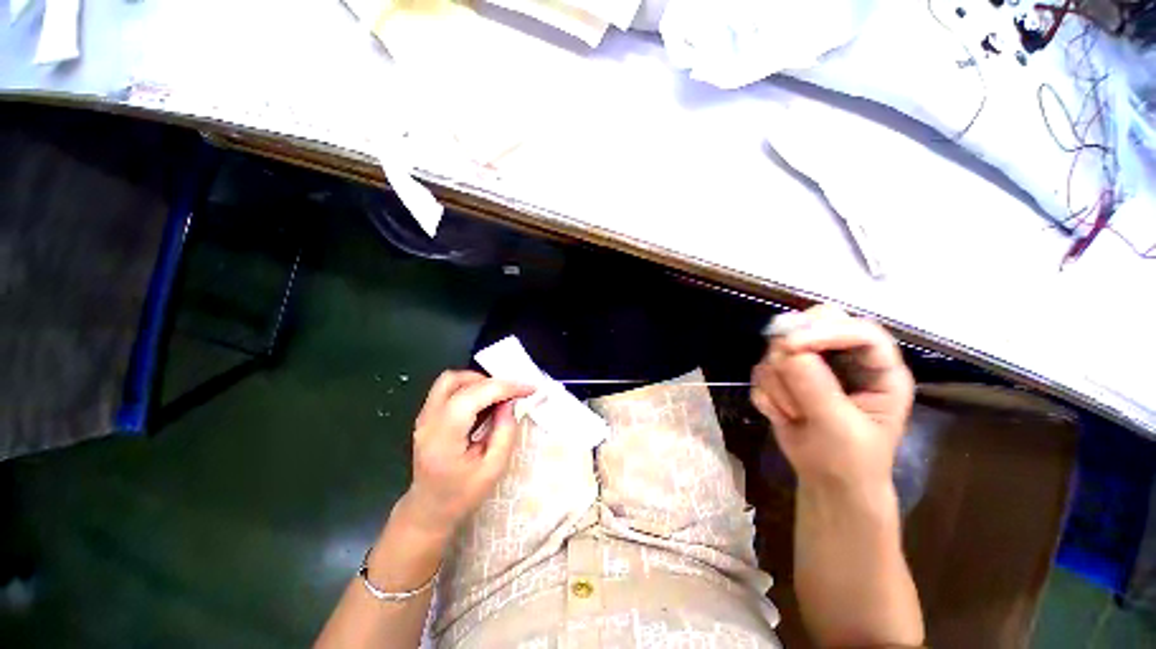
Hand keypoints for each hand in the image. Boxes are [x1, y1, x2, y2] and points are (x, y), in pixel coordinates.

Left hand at [401, 370, 534, 537]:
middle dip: (492, 382)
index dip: (504, 387)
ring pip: (450, 380)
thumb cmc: (462, 495)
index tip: (529, 388)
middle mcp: (428, 421)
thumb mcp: (493, 469)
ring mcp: (424, 417)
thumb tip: (510, 403)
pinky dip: (470, 387)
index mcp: (443, 438)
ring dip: (479, 381)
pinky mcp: (427, 416)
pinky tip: (485, 401)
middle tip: (514, 393)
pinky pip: (448, 389)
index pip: (473, 397)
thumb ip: (504, 432)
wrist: (428, 511)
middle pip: (458, 382)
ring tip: (500, 396)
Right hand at [751, 306, 913, 489]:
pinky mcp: (784, 378)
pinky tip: (782, 416)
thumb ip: (817, 388)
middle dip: (791, 349)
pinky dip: (766, 395)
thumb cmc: (851, 461)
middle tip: (782, 370)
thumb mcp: (842, 428)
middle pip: (813, 324)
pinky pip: (761, 372)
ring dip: (779, 385)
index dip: (825, 330)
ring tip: (796, 415)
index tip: (791, 346)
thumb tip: (787, 351)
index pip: (857, 330)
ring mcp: (811, 367)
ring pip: (778, 351)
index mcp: (877, 368)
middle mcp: (844, 359)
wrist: (827, 483)